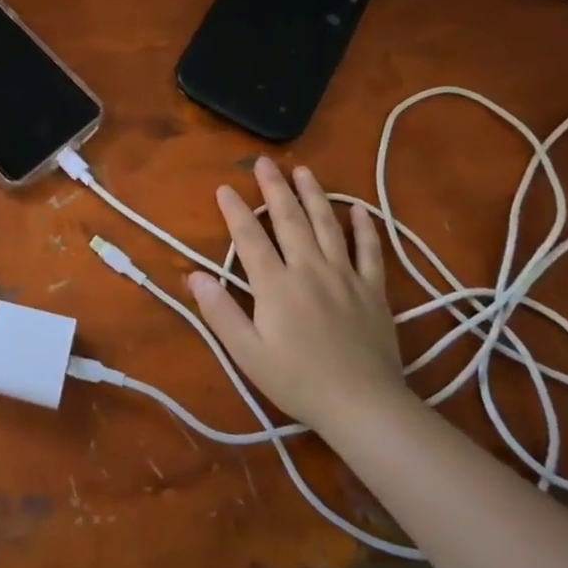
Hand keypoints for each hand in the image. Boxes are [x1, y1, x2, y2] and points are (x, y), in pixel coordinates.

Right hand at [188, 158, 409, 428]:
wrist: (363, 405)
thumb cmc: (298, 381)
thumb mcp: (247, 353)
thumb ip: (220, 311)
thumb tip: (194, 275)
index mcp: (276, 285)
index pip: (250, 238)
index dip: (235, 210)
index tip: (224, 187)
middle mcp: (309, 269)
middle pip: (289, 220)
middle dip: (274, 188)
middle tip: (264, 162)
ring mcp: (345, 276)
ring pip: (328, 225)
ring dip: (314, 195)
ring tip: (304, 171)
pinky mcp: (373, 290)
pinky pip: (370, 252)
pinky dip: (365, 228)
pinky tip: (359, 210)